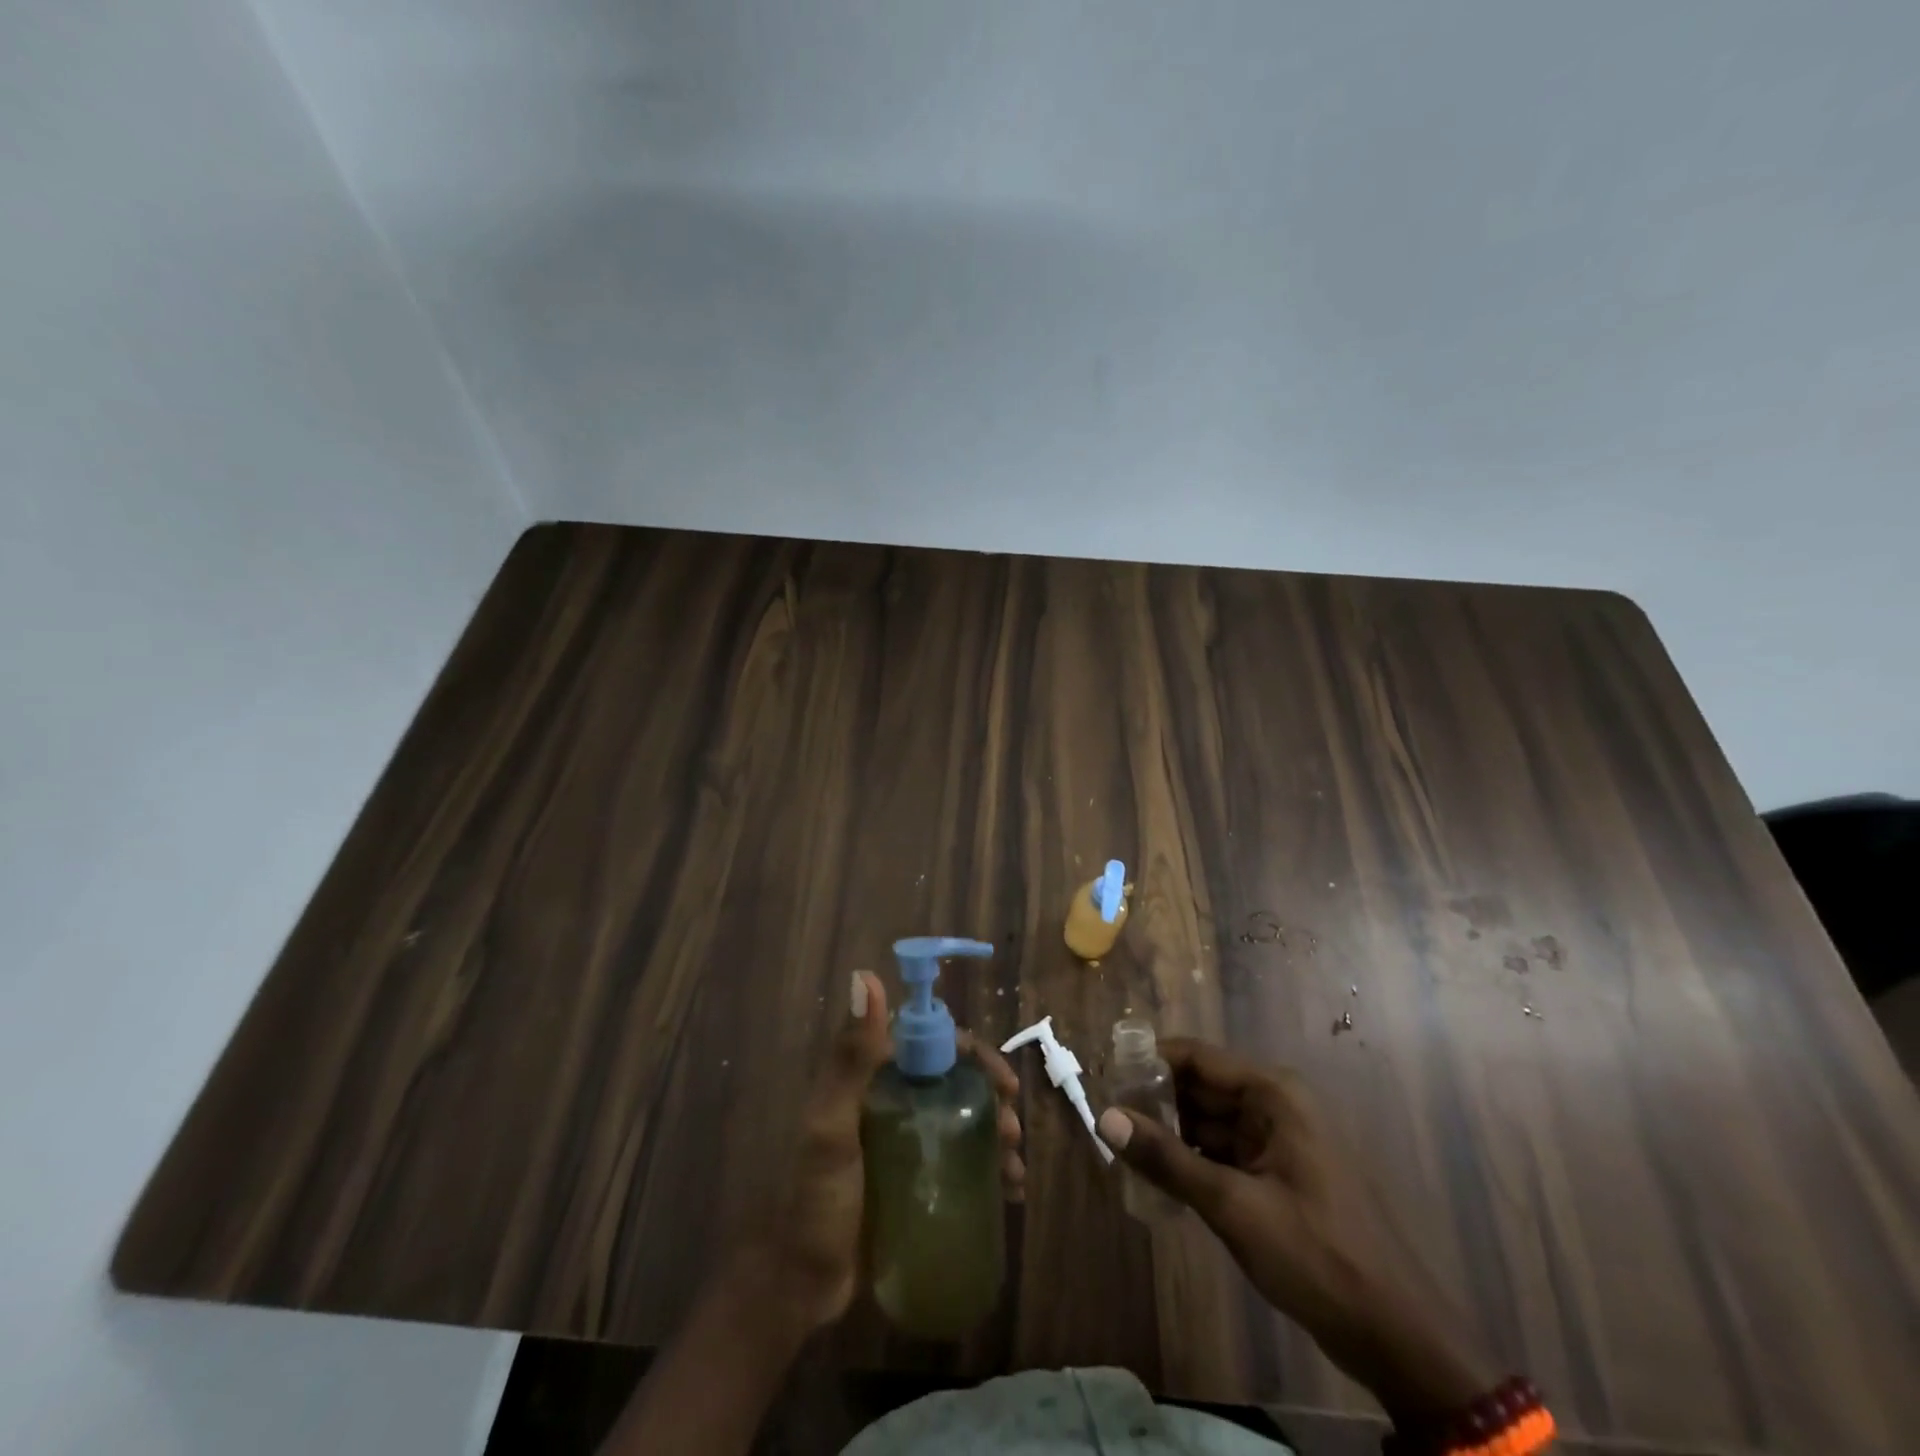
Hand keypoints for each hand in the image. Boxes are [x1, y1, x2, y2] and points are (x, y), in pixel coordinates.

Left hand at [754, 970, 1024, 1332]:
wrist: (796, 1287)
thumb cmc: (813, 1200)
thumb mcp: (831, 1127)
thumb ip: (850, 1057)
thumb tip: (865, 975)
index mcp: (872, 1077)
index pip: (934, 1045)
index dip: (975, 1056)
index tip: (1004, 1083)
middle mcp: (891, 1100)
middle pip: (956, 1082)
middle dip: (992, 1099)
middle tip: (1013, 1133)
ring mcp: (903, 1141)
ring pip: (963, 1120)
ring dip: (996, 1134)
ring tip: (1014, 1171)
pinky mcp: (913, 1180)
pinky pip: (959, 1160)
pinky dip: (988, 1168)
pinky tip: (1008, 1192)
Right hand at [1096, 1038, 1368, 1328]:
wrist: (1398, 1337)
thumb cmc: (1317, 1256)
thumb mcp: (1233, 1206)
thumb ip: (1166, 1159)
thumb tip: (1104, 1117)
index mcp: (1273, 1093)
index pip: (1195, 1057)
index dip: (1148, 1062)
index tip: (1103, 1077)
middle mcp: (1275, 1105)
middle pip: (1200, 1087)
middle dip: (1155, 1102)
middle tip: (1106, 1120)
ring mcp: (1279, 1141)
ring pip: (1209, 1122)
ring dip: (1171, 1135)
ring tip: (1122, 1149)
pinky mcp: (1278, 1175)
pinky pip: (1224, 1153)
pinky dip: (1193, 1162)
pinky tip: (1159, 1180)